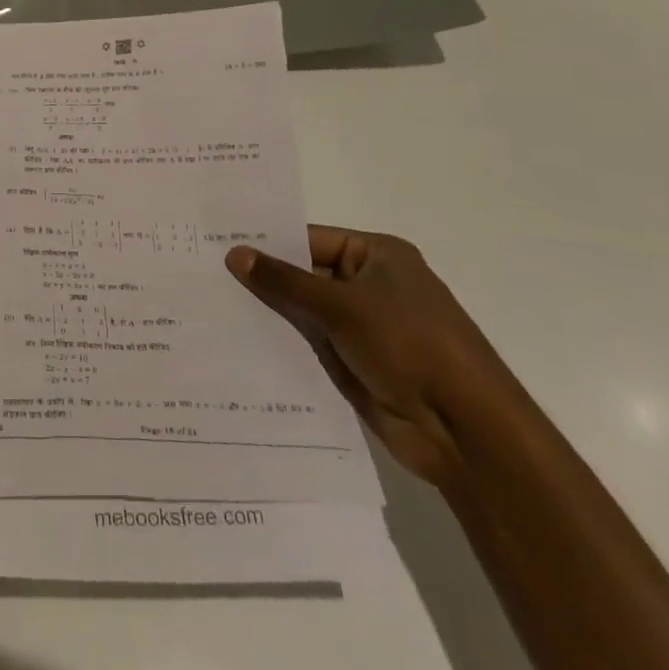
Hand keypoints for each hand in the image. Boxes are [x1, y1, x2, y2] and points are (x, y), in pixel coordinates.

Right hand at [226, 227, 521, 488]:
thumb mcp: (341, 305)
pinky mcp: (357, 364)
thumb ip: (285, 281)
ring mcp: (363, 327)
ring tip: (210, 306)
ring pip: (305, 312)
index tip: (219, 242)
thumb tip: (234, 253)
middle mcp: (370, 285)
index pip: (311, 239)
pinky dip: (283, 343)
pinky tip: (238, 342)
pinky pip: (311, 345)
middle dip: (263, 278)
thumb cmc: (409, 345)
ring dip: (269, 313)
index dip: (268, 242)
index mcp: (378, 256)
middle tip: (204, 272)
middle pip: (305, 274)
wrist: (465, 430)